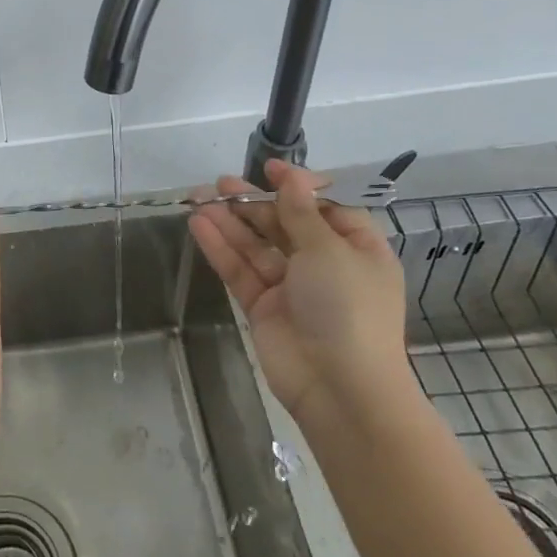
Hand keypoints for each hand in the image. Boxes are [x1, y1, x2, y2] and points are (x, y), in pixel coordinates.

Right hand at [189, 158, 411, 417]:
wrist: (339, 388)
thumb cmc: (347, 307)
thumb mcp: (329, 250)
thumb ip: (301, 213)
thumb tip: (292, 177)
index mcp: (357, 249)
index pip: (326, 207)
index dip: (298, 186)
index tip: (270, 168)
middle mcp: (325, 265)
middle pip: (285, 224)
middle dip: (254, 203)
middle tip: (221, 183)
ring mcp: (292, 287)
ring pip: (257, 246)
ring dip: (231, 222)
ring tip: (200, 197)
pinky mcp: (264, 307)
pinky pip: (241, 270)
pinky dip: (221, 248)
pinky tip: (199, 225)